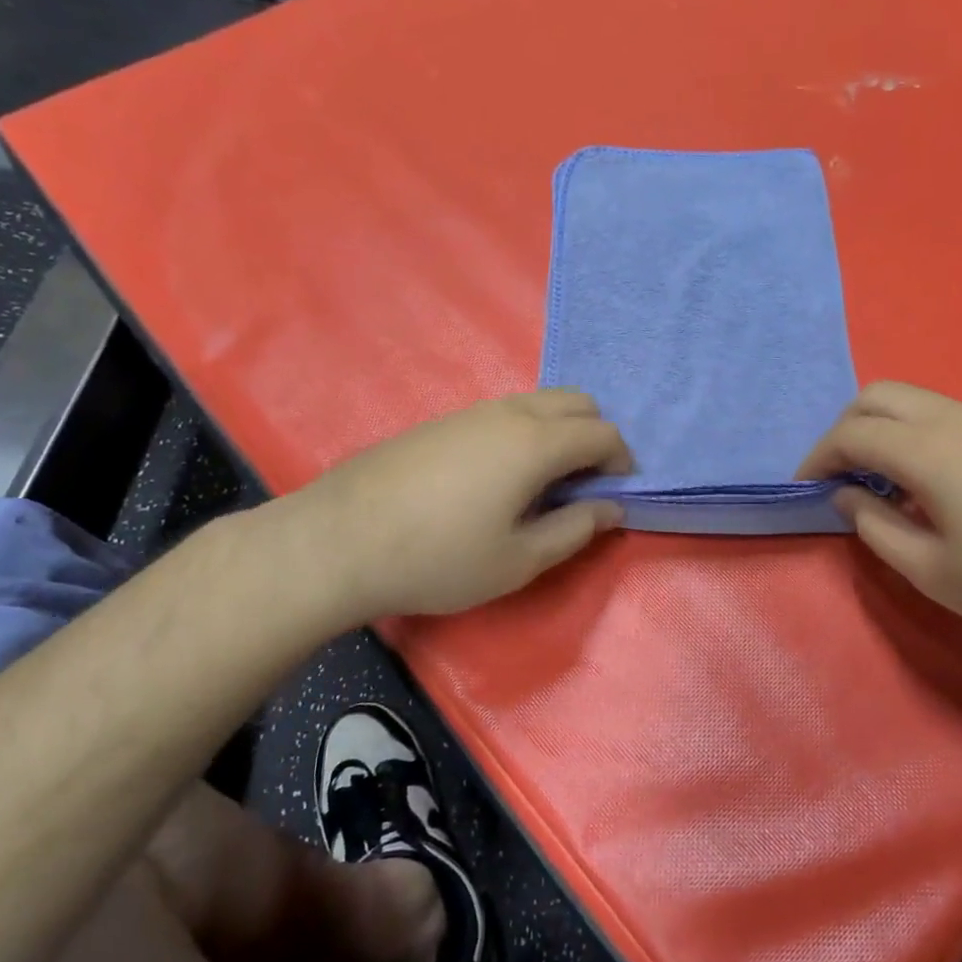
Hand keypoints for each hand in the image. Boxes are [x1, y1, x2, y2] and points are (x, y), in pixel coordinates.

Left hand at [275, 390, 631, 625]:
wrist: (339, 541)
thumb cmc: (439, 558)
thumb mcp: (519, 559)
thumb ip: (575, 529)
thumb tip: (611, 508)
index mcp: (536, 443)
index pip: (602, 432)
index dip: (622, 460)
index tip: (618, 493)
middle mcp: (510, 413)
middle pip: (576, 401)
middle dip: (596, 435)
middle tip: (587, 483)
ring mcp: (472, 411)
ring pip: (539, 402)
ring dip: (560, 430)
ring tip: (547, 481)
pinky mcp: (443, 421)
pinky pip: (506, 411)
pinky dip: (528, 431)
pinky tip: (502, 476)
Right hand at [797, 382, 961, 647]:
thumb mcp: (931, 571)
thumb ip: (876, 527)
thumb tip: (848, 495)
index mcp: (930, 451)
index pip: (853, 433)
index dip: (818, 458)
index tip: (805, 487)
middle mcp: (957, 419)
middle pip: (879, 395)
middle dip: (845, 428)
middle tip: (838, 474)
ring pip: (914, 399)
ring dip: (881, 427)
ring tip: (878, 479)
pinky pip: (944, 414)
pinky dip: (913, 431)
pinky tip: (926, 480)